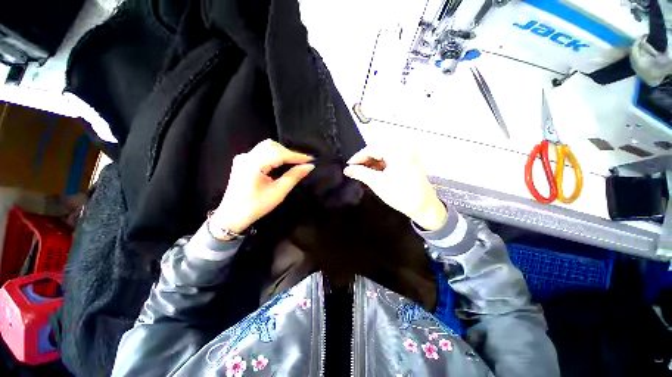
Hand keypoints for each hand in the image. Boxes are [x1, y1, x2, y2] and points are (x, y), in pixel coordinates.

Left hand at [210, 140, 314, 236]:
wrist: (232, 215)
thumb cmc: (256, 206)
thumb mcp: (278, 193)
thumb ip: (294, 176)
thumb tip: (309, 166)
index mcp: (253, 165)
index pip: (279, 154)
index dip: (296, 156)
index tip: (311, 159)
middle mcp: (246, 157)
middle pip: (272, 146)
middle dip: (289, 153)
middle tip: (303, 162)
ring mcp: (243, 158)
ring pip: (267, 147)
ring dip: (283, 152)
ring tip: (295, 162)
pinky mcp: (243, 161)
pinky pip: (262, 152)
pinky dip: (275, 154)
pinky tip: (282, 162)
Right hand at [343, 146, 446, 230]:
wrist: (424, 207)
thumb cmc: (401, 194)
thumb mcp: (377, 183)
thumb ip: (360, 173)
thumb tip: (347, 169)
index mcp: (397, 150)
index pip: (371, 149)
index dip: (357, 158)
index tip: (348, 166)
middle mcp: (402, 148)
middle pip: (377, 151)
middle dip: (364, 162)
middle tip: (354, 171)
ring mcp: (406, 155)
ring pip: (382, 157)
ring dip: (371, 165)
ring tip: (362, 175)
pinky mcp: (407, 162)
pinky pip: (389, 161)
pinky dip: (379, 168)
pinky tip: (373, 176)